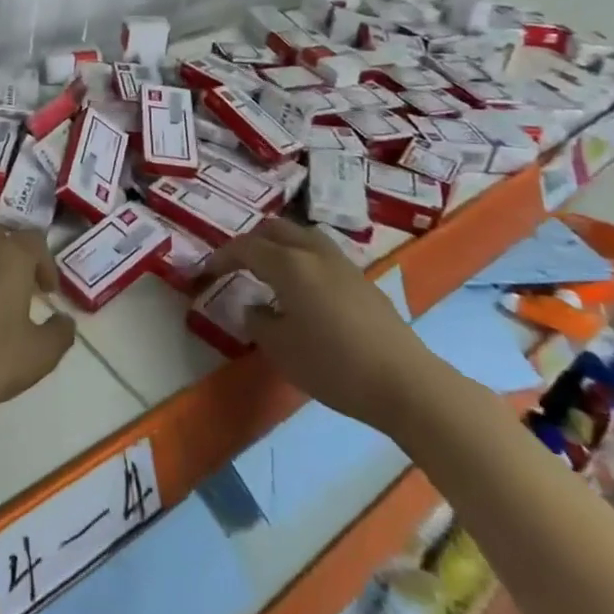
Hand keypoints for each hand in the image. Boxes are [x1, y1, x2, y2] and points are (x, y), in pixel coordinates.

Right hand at [207, 218, 448, 433]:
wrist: (406, 383)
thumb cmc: (335, 366)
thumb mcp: (282, 350)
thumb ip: (259, 322)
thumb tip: (254, 308)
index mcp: (289, 264)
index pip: (246, 247)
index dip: (222, 256)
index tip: (207, 271)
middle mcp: (314, 253)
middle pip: (275, 229)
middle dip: (251, 241)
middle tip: (237, 264)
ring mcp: (343, 264)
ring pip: (302, 236)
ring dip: (280, 245)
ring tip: (270, 270)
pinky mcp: (363, 280)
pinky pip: (322, 254)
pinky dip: (302, 259)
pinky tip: (304, 289)